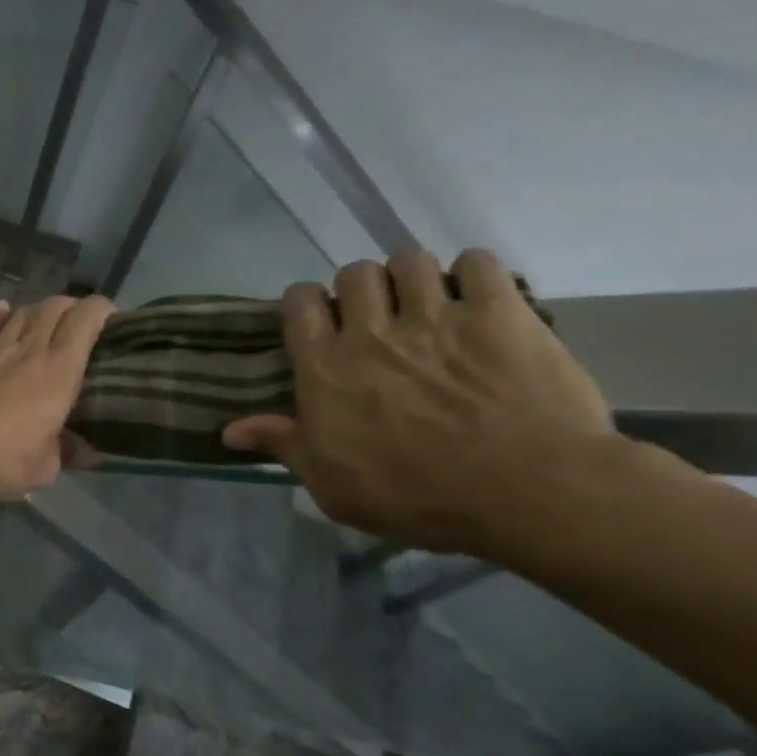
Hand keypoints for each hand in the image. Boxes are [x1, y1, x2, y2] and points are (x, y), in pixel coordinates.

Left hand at [0, 295, 113, 499]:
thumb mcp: (42, 469)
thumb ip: (67, 454)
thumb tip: (89, 453)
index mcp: (58, 371)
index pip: (85, 320)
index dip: (102, 310)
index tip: (112, 318)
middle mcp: (28, 350)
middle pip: (53, 307)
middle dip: (72, 307)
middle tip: (80, 324)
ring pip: (21, 312)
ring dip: (38, 310)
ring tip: (45, 321)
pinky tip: (2, 311)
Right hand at [222, 250, 617, 553]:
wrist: (527, 491)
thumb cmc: (415, 495)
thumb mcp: (331, 484)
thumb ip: (283, 445)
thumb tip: (229, 430)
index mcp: (326, 369)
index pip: (299, 303)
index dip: (306, 303)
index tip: (319, 321)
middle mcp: (372, 332)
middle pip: (354, 273)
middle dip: (361, 289)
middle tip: (377, 316)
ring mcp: (437, 318)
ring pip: (410, 261)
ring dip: (413, 277)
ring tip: (427, 303)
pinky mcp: (501, 314)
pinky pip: (479, 263)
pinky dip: (472, 272)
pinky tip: (476, 296)